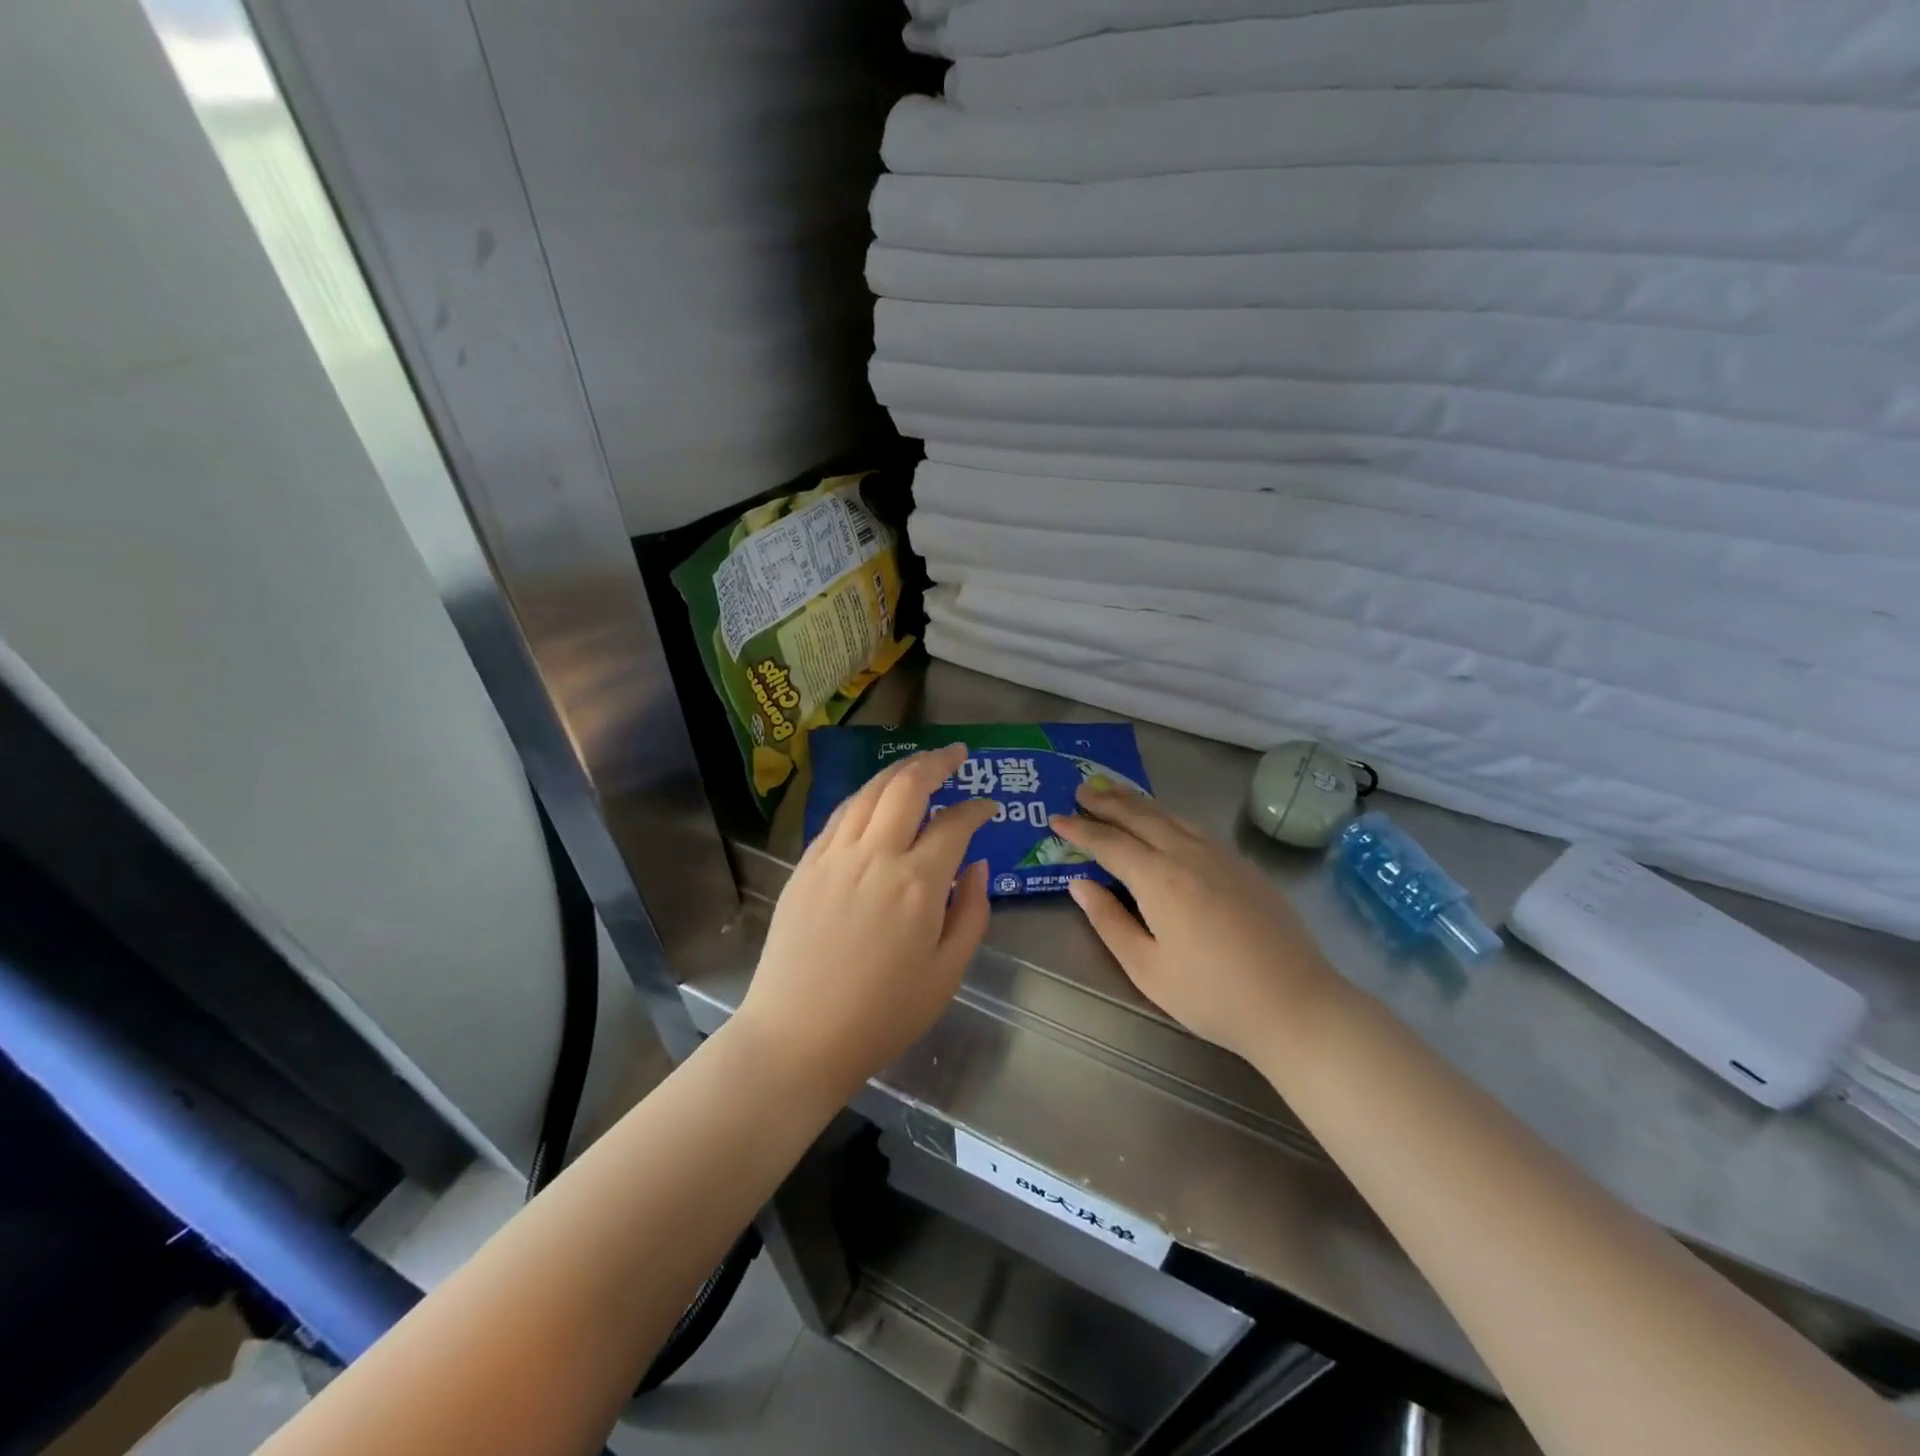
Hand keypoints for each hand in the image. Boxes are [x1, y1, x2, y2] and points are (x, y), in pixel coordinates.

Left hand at [736, 744, 996, 1096]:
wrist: (797, 1036)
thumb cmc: (882, 1015)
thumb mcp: (947, 974)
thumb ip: (972, 913)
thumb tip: (978, 866)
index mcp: (918, 884)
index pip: (955, 825)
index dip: (977, 810)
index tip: (990, 808)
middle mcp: (875, 856)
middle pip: (908, 786)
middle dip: (937, 762)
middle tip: (957, 755)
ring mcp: (835, 856)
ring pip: (869, 792)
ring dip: (899, 771)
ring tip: (919, 765)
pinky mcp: (806, 865)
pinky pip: (840, 815)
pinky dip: (864, 797)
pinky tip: (874, 798)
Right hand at [1052, 786, 1337, 1064]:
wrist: (1296, 1004)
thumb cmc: (1212, 996)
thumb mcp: (1147, 969)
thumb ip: (1109, 921)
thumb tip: (1080, 883)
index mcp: (1159, 879)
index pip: (1109, 843)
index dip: (1080, 830)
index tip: (1056, 818)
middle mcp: (1188, 855)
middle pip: (1141, 817)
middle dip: (1107, 802)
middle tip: (1080, 790)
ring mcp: (1221, 856)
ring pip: (1171, 816)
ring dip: (1138, 802)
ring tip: (1115, 793)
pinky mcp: (1244, 866)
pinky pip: (1195, 827)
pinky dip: (1168, 816)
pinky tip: (1164, 822)